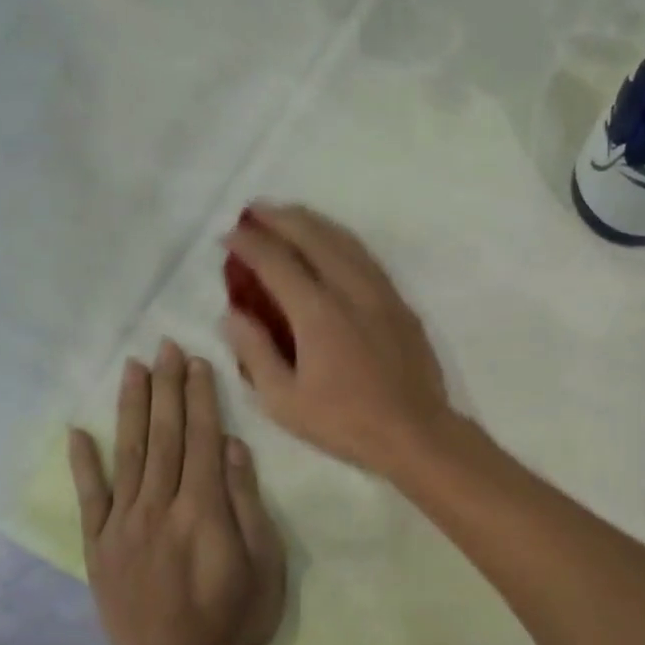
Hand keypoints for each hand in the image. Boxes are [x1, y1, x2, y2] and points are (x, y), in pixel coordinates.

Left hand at [69, 341, 285, 644]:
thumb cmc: (232, 619)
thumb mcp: (263, 565)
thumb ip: (246, 504)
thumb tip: (234, 448)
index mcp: (203, 508)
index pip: (201, 438)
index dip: (199, 397)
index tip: (194, 361)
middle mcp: (160, 504)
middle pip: (164, 435)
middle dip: (166, 387)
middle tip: (164, 346)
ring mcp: (124, 523)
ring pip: (128, 453)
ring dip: (131, 408)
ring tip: (132, 369)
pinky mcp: (100, 546)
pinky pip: (90, 497)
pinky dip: (83, 463)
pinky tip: (78, 432)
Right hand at [221, 203, 455, 478]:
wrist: (416, 433)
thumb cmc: (345, 423)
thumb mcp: (284, 401)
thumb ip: (254, 352)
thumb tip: (231, 314)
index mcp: (318, 313)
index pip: (276, 261)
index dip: (249, 243)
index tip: (228, 236)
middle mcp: (351, 290)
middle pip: (313, 236)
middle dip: (281, 218)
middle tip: (255, 212)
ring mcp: (382, 294)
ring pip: (345, 241)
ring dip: (314, 223)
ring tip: (291, 217)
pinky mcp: (401, 305)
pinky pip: (367, 258)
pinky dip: (342, 242)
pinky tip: (334, 245)